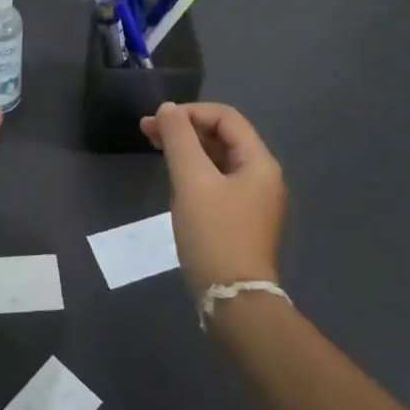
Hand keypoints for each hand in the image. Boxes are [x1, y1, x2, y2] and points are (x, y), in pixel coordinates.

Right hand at [140, 101, 286, 296]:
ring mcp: (252, 199)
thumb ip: (179, 139)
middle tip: (147, 131)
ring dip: (187, 148)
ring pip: (217, 158)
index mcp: (259, 162)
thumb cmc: (214, 234)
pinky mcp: (240, 218)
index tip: (157, 121)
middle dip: (185, 128)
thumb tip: (168, 109)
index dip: (190, 112)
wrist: (233, 300)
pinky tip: (173, 176)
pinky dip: (193, 170)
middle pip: (222, 136)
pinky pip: (216, 180)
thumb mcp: (192, 181)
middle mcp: (262, 176)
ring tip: (154, 148)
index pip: (225, 117)